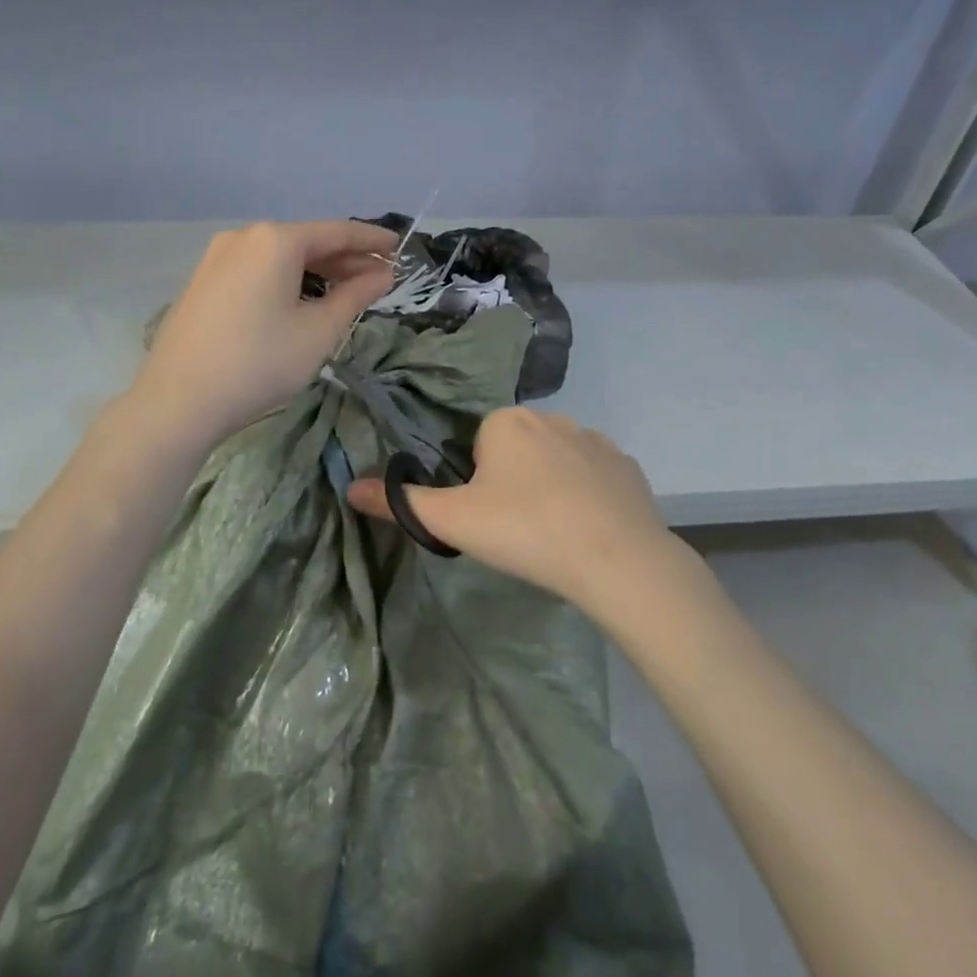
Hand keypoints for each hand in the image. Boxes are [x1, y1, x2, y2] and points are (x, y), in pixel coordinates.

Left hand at [133, 220, 397, 448]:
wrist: (178, 401)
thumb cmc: (259, 363)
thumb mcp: (318, 331)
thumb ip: (355, 296)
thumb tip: (382, 274)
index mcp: (275, 240)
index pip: (337, 232)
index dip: (371, 241)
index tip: (399, 249)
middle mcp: (243, 237)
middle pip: (306, 241)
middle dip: (345, 259)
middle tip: (379, 278)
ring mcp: (217, 258)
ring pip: (280, 256)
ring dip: (316, 270)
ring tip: (346, 291)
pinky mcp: (203, 282)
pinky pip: (257, 270)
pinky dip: (286, 279)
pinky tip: (301, 300)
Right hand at [347, 408, 681, 616]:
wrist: (615, 558)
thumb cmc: (524, 530)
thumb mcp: (453, 520)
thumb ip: (401, 503)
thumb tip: (350, 488)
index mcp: (507, 421)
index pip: (478, 444)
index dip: (477, 482)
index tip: (488, 515)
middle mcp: (552, 417)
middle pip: (518, 450)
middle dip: (513, 481)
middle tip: (517, 528)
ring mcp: (595, 440)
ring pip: (557, 461)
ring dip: (551, 486)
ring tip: (553, 533)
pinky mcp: (627, 466)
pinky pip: (595, 476)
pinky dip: (588, 496)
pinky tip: (588, 529)